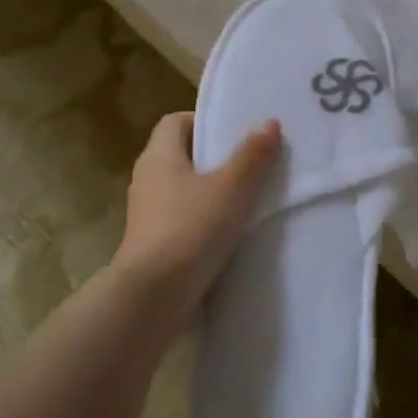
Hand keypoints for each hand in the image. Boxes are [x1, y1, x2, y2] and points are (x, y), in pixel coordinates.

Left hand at [112, 112, 282, 334]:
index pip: (175, 122)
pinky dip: (204, 221)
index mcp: (158, 156)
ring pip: (183, 191)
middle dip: (214, 158)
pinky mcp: (154, 245)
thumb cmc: (191, 228)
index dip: (204, 122)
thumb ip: (252, 155)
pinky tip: (231, 233)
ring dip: (211, 193)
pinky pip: (183, 221)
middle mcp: (147, 180)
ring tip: (247, 199)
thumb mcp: (232, 187)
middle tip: (251, 163)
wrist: (154, 296)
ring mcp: (147, 215)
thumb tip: (269, 123)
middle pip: (181, 156)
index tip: (235, 133)